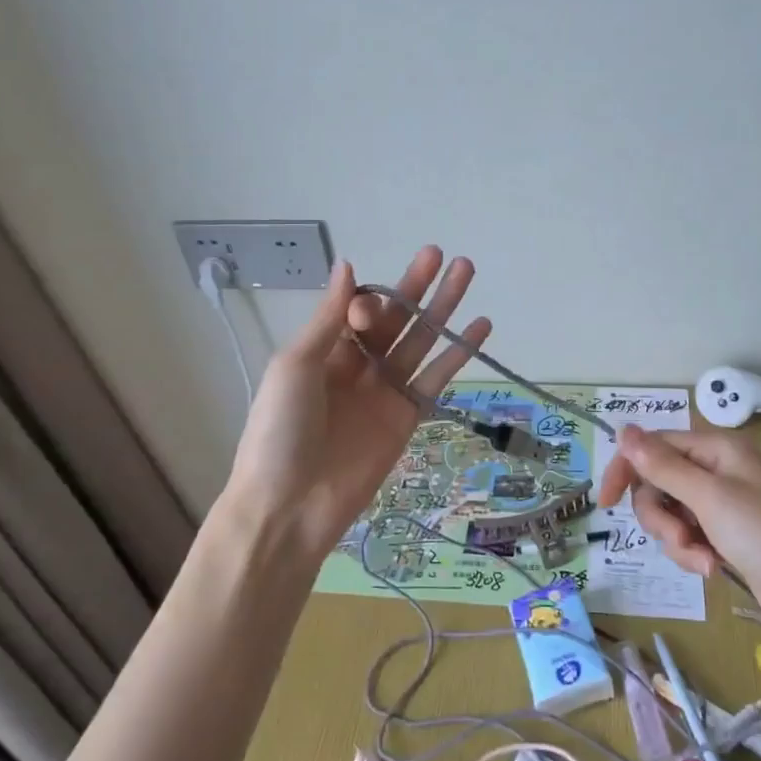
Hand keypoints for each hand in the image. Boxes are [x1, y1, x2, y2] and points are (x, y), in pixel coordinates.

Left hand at [221, 247, 490, 552]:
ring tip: (467, 271)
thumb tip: (348, 264)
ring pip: (421, 341)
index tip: (369, 314)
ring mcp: (385, 391)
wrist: (290, 506)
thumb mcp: (295, 365)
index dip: (372, 303)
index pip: (360, 311)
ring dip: (443, 308)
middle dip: (418, 287)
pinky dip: (458, 354)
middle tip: (444, 254)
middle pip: (396, 319)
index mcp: (325, 350)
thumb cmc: (280, 430)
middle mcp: (358, 365)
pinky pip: (436, 378)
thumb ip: (328, 317)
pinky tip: (480, 326)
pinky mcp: (408, 417)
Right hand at [599, 425, 760, 648]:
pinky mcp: (722, 534)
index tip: (605, 501)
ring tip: (702, 560)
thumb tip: (623, 430)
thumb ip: (663, 466)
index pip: (653, 447)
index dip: (627, 470)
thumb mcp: (710, 498)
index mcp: (714, 449)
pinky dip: (690, 553)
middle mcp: (714, 470)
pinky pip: (685, 536)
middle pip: (656, 483)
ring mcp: (718, 504)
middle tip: (681, 538)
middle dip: (660, 516)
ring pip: (668, 513)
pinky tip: (712, 568)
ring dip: (676, 540)